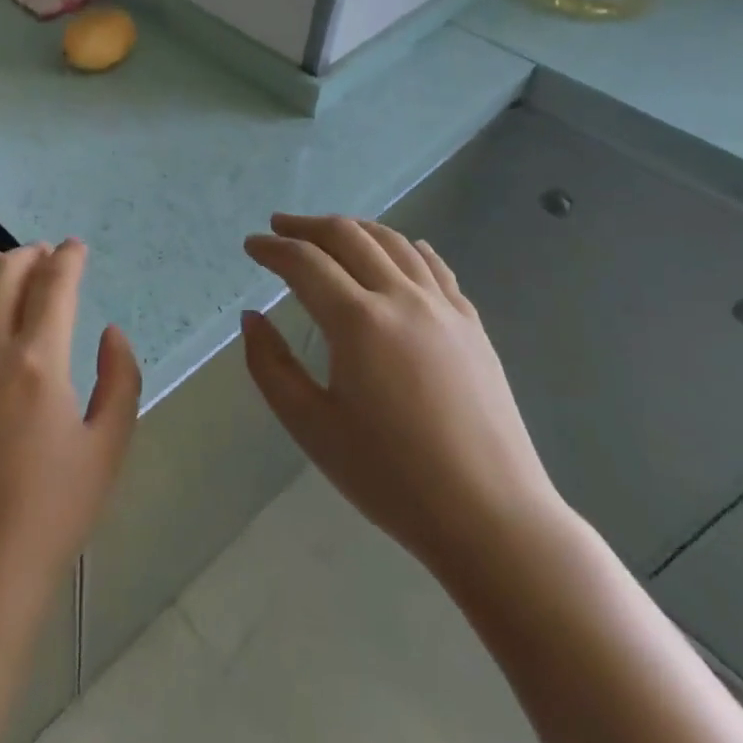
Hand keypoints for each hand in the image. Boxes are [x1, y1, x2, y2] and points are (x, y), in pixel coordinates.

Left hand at [0, 240, 141, 619]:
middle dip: (28, 255)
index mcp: (38, 362)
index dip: (68, 258)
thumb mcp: (108, 449)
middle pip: (2, 275)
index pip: (53, 284)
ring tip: (2, 268)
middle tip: (44, 256)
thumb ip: (120, 379)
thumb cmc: (50, 514)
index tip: (76, 248)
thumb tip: (110, 332)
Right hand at [242, 214, 566, 587]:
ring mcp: (443, 308)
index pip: (305, 263)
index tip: (251, 246)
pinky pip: (434, 266)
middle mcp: (401, 298)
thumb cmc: (390, 477)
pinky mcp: (471, 325)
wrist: (490, 516)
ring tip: (329, 233)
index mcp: (358, 322)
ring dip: (354, 228)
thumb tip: (252, 318)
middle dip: (308, 226)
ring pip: (394, 242)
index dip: (273, 249)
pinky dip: (405, 247)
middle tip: (279, 227)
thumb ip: (270, 366)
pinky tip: (399, 249)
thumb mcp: (311, 427)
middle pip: (349, 237)